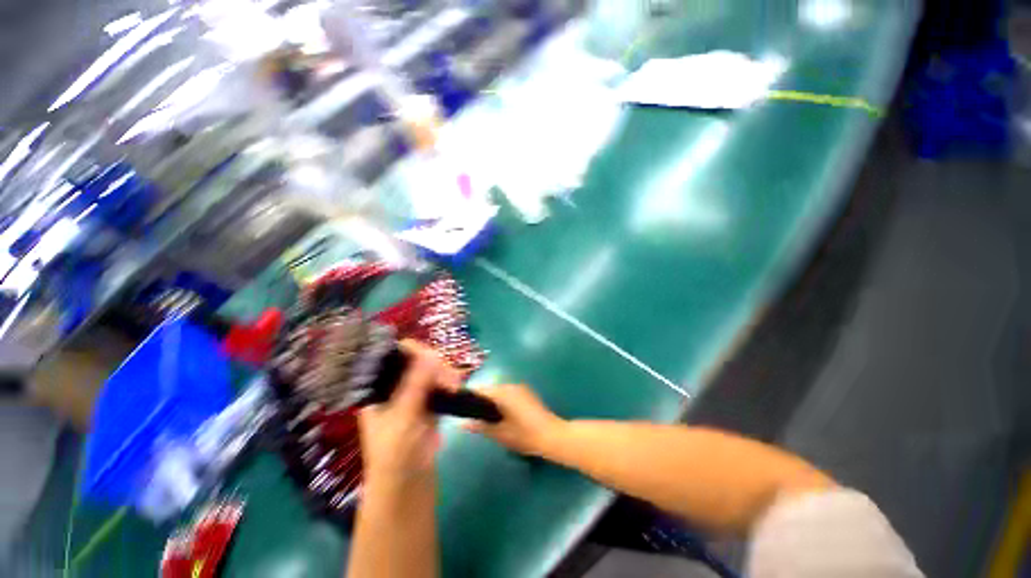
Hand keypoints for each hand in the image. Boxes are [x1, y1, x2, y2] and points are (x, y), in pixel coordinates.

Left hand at [358, 339, 460, 485]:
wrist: (406, 488)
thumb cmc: (395, 455)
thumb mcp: (403, 417)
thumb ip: (415, 385)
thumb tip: (431, 354)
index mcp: (380, 388)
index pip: (396, 356)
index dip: (416, 353)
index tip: (436, 362)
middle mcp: (395, 387)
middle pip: (417, 361)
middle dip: (436, 365)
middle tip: (452, 381)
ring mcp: (413, 394)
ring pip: (431, 371)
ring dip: (446, 374)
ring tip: (456, 387)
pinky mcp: (428, 403)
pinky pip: (440, 384)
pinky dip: (449, 383)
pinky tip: (457, 388)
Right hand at [463, 384, 565, 456]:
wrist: (552, 436)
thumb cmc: (524, 435)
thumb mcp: (500, 434)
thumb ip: (480, 426)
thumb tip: (463, 423)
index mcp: (503, 392)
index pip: (481, 390)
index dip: (469, 397)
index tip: (461, 407)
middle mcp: (511, 385)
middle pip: (490, 389)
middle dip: (481, 400)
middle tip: (472, 416)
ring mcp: (520, 388)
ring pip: (500, 391)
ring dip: (492, 401)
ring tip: (485, 418)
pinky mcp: (527, 393)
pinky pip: (508, 394)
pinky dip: (502, 402)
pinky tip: (501, 416)